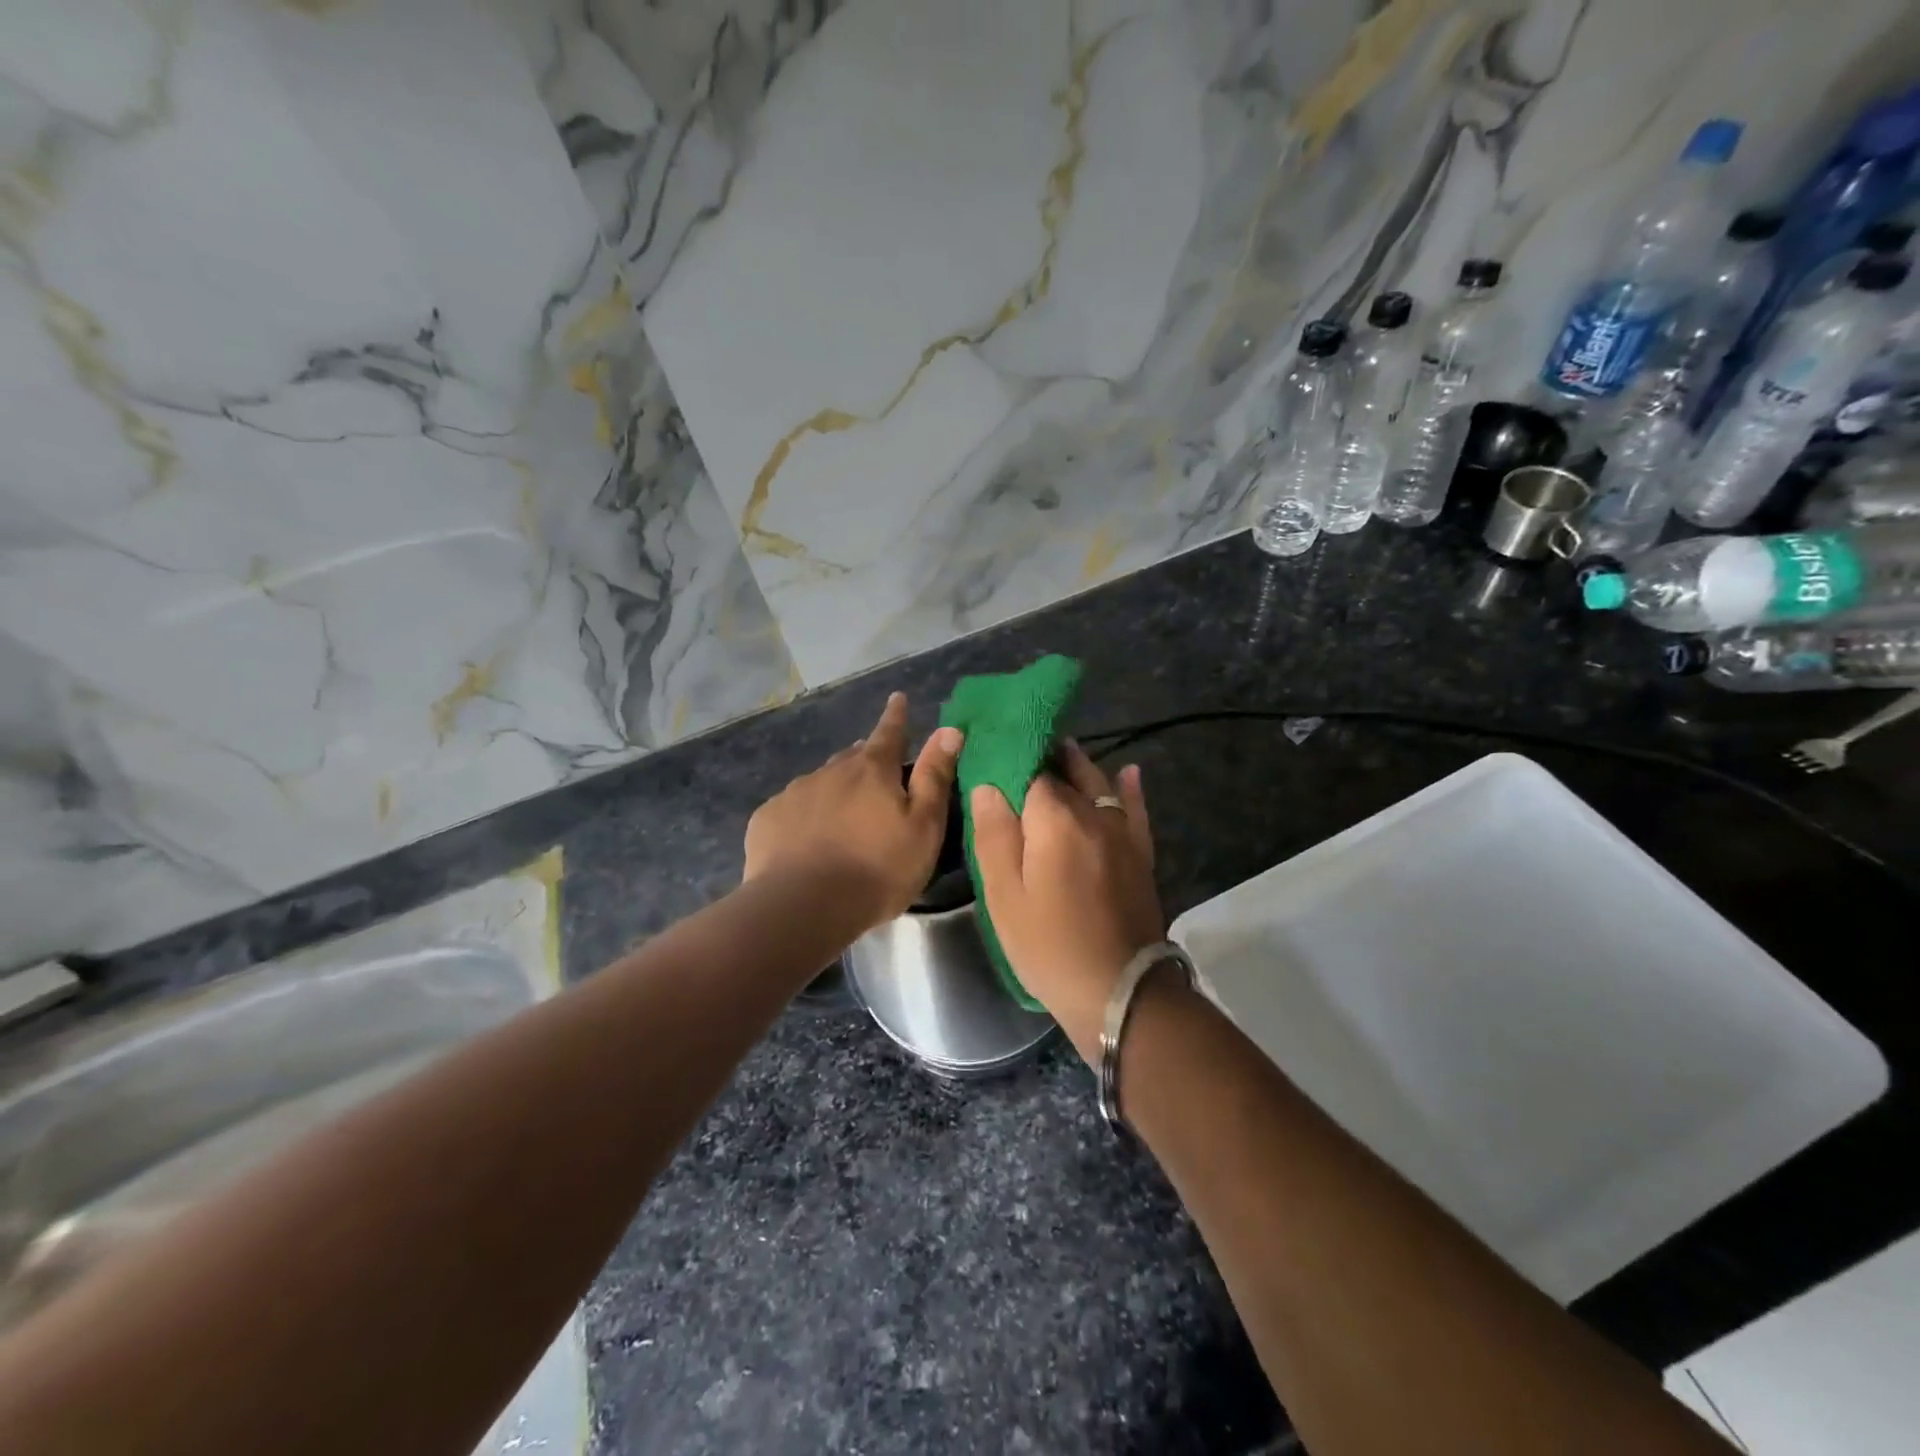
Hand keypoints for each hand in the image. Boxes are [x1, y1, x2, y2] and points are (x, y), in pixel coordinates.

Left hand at [744, 692, 962, 931]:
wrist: (803, 907)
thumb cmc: (877, 870)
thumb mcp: (924, 827)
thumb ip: (935, 777)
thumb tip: (949, 730)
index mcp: (872, 770)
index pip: (889, 732)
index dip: (897, 716)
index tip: (898, 698)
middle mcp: (831, 770)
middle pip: (854, 757)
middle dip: (866, 759)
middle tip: (877, 772)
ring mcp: (795, 793)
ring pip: (822, 782)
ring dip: (836, 789)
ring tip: (843, 817)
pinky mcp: (767, 819)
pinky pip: (793, 808)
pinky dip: (805, 815)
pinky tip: (807, 840)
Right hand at [970, 743, 1163, 1061]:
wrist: (1120, 990)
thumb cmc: (1049, 946)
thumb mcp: (1005, 897)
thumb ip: (994, 835)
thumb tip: (987, 785)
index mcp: (1054, 819)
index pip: (1030, 772)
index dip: (1011, 761)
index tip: (993, 755)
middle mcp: (1092, 814)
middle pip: (1066, 773)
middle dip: (1044, 758)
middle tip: (1022, 750)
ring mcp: (1122, 833)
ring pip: (1099, 784)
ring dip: (1079, 766)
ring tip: (1062, 749)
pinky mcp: (1140, 854)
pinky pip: (1136, 809)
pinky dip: (1130, 788)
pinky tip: (1128, 771)